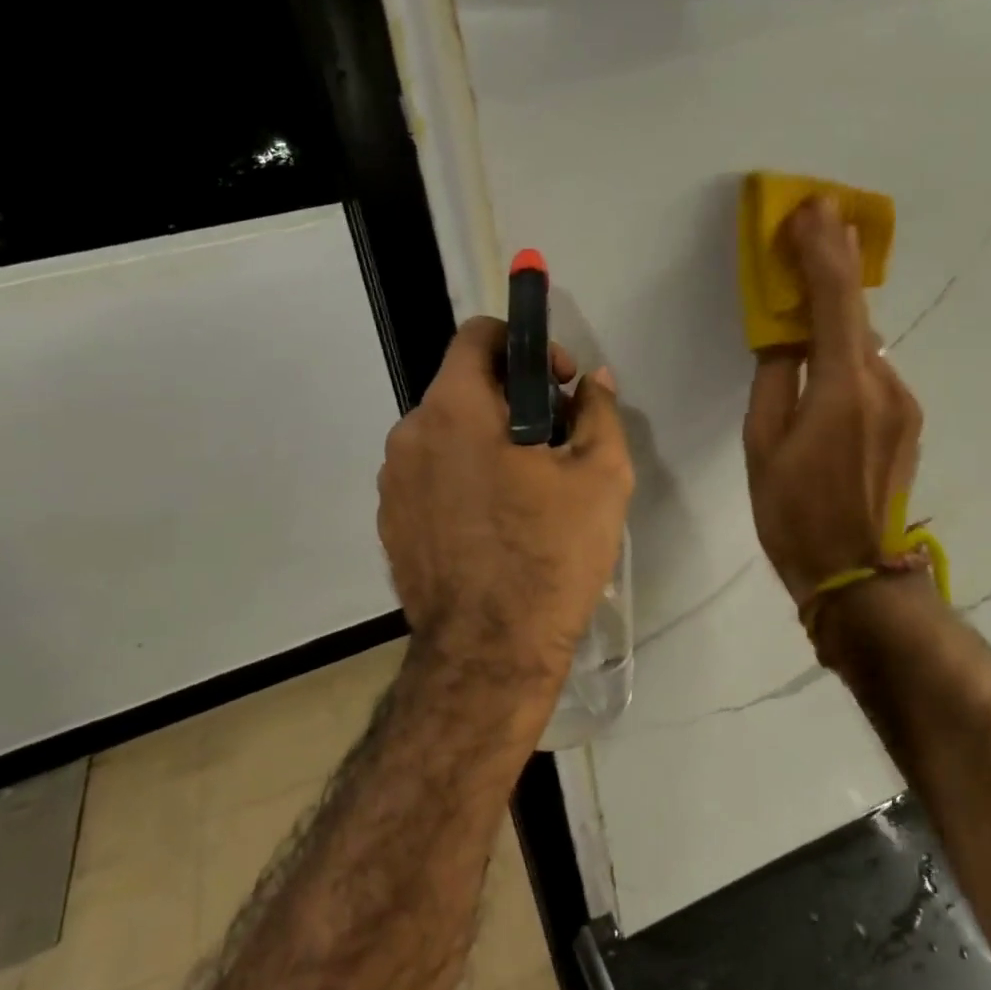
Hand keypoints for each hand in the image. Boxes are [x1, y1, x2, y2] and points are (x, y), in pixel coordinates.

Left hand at [377, 316, 633, 689]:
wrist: (489, 653)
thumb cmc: (550, 556)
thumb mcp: (600, 477)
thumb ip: (598, 412)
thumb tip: (594, 381)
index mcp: (454, 410)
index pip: (478, 335)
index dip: (526, 345)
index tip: (559, 384)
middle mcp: (410, 435)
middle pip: (463, 386)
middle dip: (513, 399)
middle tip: (556, 441)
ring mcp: (392, 482)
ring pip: (446, 433)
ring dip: (487, 439)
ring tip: (529, 487)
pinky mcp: (390, 521)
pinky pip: (430, 475)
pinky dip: (463, 477)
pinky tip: (497, 521)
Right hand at [743, 198, 923, 607]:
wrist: (857, 576)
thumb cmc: (794, 514)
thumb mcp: (762, 446)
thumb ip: (774, 380)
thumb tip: (783, 338)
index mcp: (842, 386)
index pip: (833, 300)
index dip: (821, 250)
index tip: (809, 209)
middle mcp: (884, 383)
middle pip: (857, 310)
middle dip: (836, 261)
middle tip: (821, 218)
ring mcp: (903, 402)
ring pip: (865, 342)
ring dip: (839, 310)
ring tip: (816, 278)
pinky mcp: (907, 421)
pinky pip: (872, 370)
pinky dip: (849, 348)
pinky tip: (829, 352)